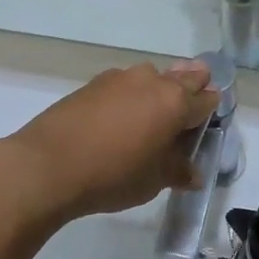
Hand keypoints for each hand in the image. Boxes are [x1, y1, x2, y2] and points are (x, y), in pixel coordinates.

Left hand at [2, 61, 219, 222]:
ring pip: (152, 77)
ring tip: (150, 119)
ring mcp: (120, 78)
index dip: (211, 111)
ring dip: (158, 91)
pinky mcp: (94, 83)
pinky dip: (131, 96)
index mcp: (175, 102)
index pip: (206, 100)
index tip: (208, 122)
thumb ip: (178, 171)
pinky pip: (125, 84)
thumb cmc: (112, 175)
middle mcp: (152, 81)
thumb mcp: (153, 181)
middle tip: (185, 113)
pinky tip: (120, 118)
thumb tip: (192, 173)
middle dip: (191, 90)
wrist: (47, 165)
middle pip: (184, 78)